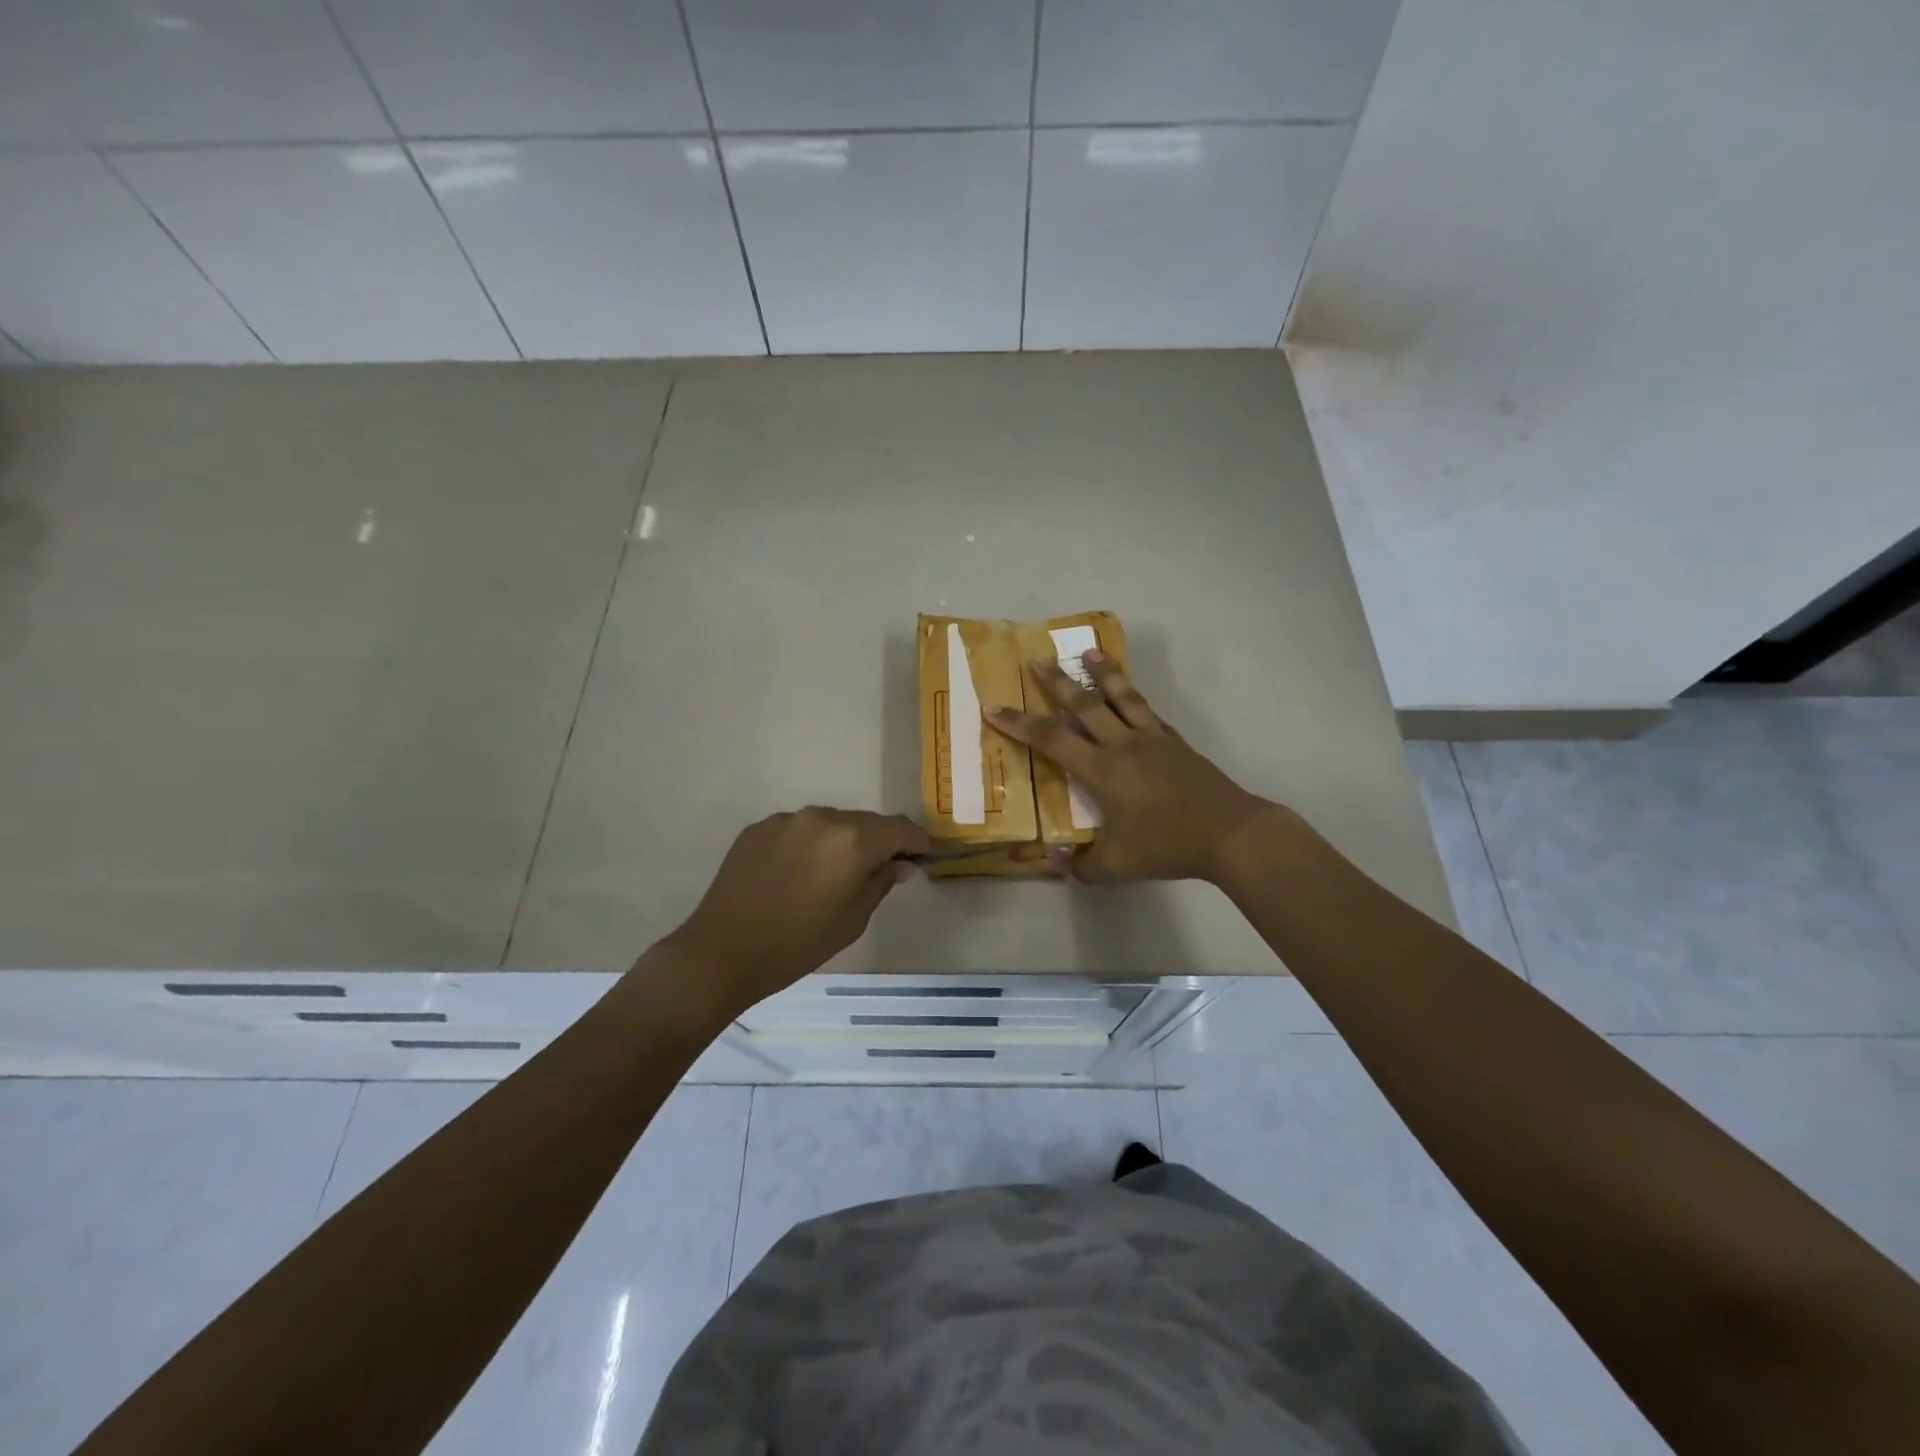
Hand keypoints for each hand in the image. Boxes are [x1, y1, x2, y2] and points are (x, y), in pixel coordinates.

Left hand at [663, 807, 929, 1010]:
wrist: (722, 952)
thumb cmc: (797, 944)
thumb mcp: (852, 920)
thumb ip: (881, 882)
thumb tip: (902, 863)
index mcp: (853, 840)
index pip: (900, 828)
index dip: (917, 842)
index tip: (921, 859)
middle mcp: (822, 818)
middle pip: (864, 822)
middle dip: (878, 842)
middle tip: (879, 871)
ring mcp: (787, 819)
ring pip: (830, 823)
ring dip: (841, 842)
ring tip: (831, 875)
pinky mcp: (759, 828)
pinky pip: (798, 829)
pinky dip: (809, 844)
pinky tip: (796, 874)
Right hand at [988, 652, 1278, 882]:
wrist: (1229, 833)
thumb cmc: (1167, 846)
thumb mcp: (1117, 866)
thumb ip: (1081, 866)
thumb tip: (1054, 861)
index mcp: (1102, 770)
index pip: (1051, 739)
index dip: (1019, 723)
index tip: (993, 707)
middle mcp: (1123, 745)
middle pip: (1084, 704)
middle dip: (1057, 681)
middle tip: (1038, 658)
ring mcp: (1153, 739)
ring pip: (1122, 697)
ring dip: (1103, 673)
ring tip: (1089, 652)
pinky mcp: (1176, 743)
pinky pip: (1148, 712)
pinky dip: (1134, 698)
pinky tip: (1132, 695)